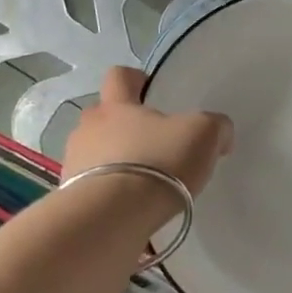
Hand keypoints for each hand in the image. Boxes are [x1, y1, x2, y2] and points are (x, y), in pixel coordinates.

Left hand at [62, 67, 233, 195]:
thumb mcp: (202, 136)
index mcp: (116, 105)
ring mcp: (73, 163)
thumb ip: (214, 126)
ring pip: (94, 153)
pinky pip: (90, 188)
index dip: (135, 79)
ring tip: (140, 184)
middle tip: (152, 145)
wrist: (112, 216)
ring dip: (113, 162)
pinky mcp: (71, 197)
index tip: (150, 91)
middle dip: (124, 128)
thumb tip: (220, 132)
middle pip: (103, 117)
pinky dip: (107, 194)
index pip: (119, 76)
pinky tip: (128, 210)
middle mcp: (87, 128)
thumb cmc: (157, 163)